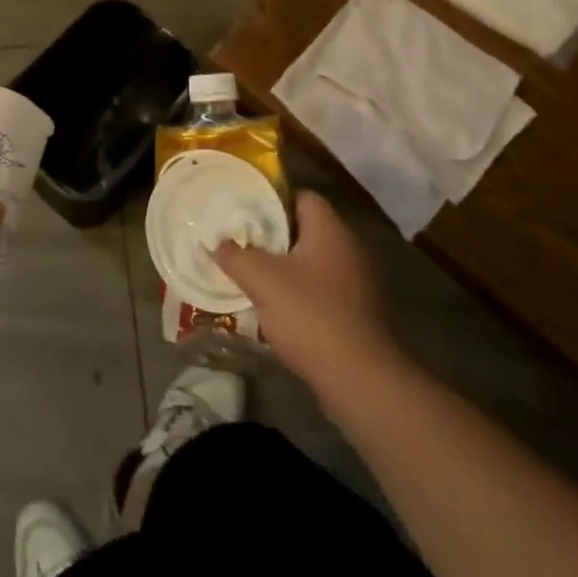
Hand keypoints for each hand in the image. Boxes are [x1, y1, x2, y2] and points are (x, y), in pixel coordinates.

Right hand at [214, 191, 411, 393]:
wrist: (359, 379)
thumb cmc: (310, 315)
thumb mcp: (261, 280)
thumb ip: (235, 255)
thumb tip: (218, 243)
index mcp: (330, 231)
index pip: (301, 196)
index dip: (271, 198)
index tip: (243, 208)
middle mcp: (347, 249)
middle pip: (303, 229)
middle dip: (270, 234)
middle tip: (237, 239)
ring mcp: (355, 282)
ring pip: (309, 261)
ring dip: (281, 265)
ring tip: (248, 271)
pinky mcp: (354, 311)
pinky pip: (318, 288)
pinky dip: (295, 291)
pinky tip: (271, 305)